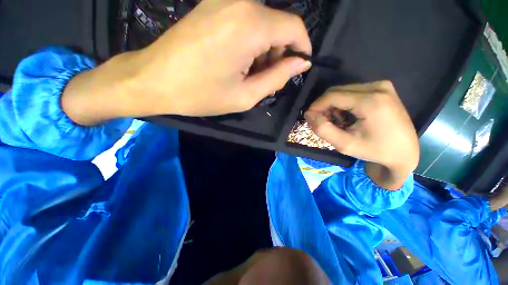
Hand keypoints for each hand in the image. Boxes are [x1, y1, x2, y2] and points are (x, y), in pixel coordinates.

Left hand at [129, 0, 311, 116]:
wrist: (154, 80)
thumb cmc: (201, 94)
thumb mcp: (246, 95)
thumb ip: (277, 77)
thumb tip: (300, 64)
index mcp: (251, 25)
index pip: (294, 27)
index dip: (302, 47)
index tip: (300, 66)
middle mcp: (240, 3)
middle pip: (278, 25)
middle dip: (279, 54)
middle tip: (267, 80)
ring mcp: (223, 0)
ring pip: (262, 24)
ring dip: (264, 50)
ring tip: (250, 76)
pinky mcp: (212, 6)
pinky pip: (245, 22)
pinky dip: (250, 43)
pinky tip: (238, 63)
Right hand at [304, 81, 418, 189]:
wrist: (405, 152)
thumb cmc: (375, 151)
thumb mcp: (344, 145)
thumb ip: (322, 129)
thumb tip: (308, 114)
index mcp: (370, 101)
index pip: (331, 96)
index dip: (316, 106)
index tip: (309, 118)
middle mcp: (377, 87)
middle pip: (336, 91)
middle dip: (324, 106)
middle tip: (322, 122)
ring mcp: (382, 86)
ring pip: (343, 91)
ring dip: (333, 105)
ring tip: (336, 121)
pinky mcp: (383, 88)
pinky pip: (352, 91)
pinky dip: (343, 103)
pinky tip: (346, 115)